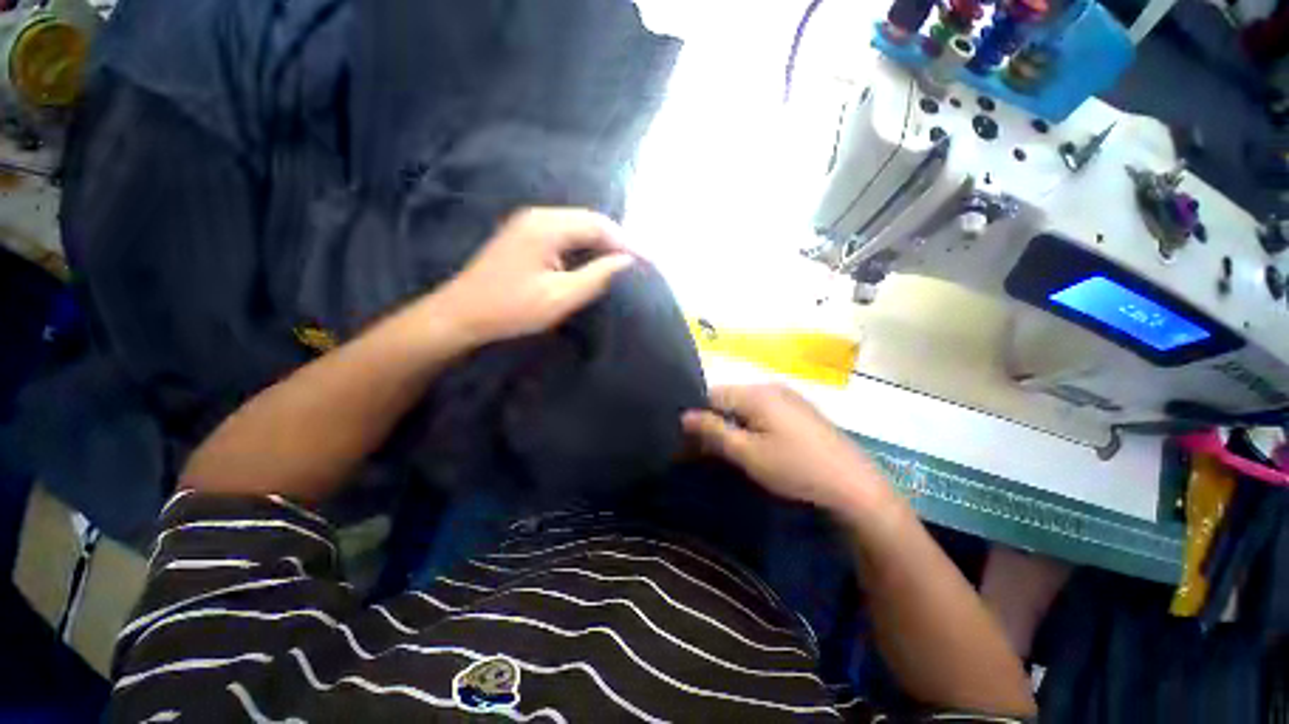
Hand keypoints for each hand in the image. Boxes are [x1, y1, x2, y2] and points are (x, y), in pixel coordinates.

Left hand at [435, 207, 634, 345]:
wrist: (461, 315)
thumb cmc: (510, 309)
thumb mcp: (559, 297)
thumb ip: (596, 276)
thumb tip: (627, 262)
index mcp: (547, 226)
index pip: (599, 226)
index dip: (628, 243)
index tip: (649, 263)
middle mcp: (538, 216)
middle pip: (589, 222)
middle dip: (617, 242)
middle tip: (640, 265)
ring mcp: (529, 224)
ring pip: (578, 228)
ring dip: (602, 245)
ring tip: (624, 265)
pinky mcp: (525, 237)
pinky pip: (565, 236)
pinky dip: (585, 248)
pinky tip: (595, 264)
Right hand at [682, 384, 895, 519]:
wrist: (855, 486)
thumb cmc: (796, 468)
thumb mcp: (748, 453)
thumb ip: (714, 431)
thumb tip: (685, 415)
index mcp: (756, 392)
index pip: (711, 394)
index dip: (696, 415)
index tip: (687, 439)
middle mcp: (770, 386)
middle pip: (728, 398)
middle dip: (714, 420)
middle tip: (706, 449)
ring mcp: (788, 397)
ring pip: (745, 405)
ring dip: (732, 424)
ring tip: (729, 450)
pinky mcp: (799, 410)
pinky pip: (763, 411)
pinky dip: (751, 425)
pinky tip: (755, 446)